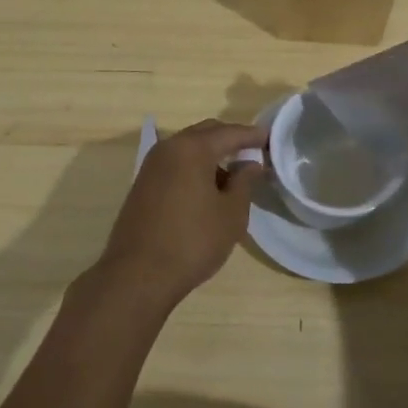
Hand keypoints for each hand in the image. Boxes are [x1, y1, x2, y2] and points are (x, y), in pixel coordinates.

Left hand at [93, 120, 264, 308]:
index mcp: (192, 149)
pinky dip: (194, 167)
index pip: (229, 133)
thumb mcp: (231, 214)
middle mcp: (168, 148)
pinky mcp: (142, 184)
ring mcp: (151, 166)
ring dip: (211, 154)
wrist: (138, 275)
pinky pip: (175, 164)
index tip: (270, 138)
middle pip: (205, 133)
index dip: (252, 135)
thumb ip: (244, 182)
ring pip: (188, 148)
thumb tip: (251, 164)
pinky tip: (207, 189)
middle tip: (253, 152)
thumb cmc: (193, 241)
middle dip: (230, 139)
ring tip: (233, 175)